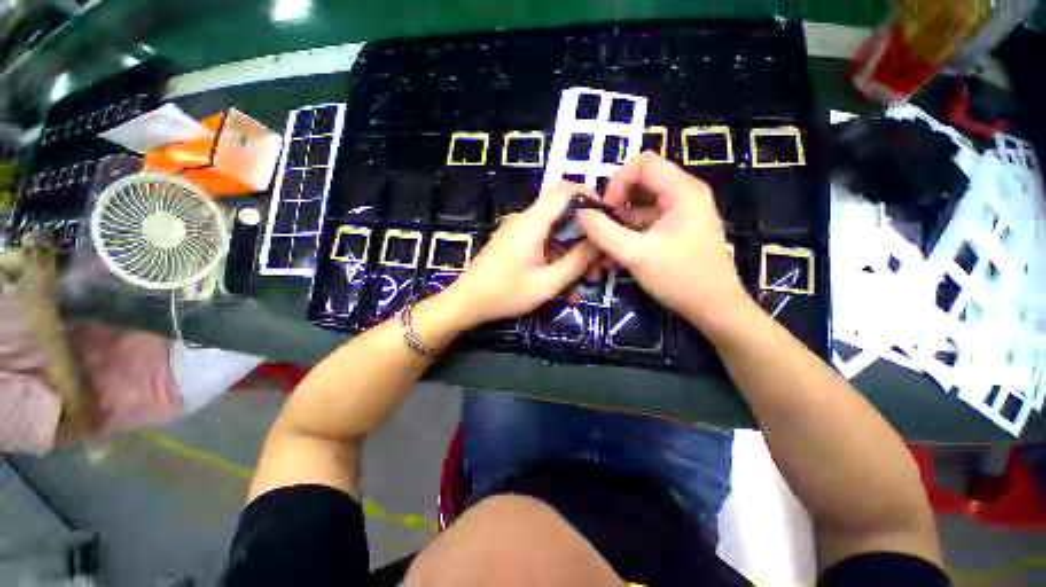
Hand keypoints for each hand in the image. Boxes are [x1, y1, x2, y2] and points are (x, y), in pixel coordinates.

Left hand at [444, 182, 599, 327]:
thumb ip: (576, 261)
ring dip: (573, 250)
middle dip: (585, 233)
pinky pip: (544, 242)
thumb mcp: (547, 283)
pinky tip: (566, 282)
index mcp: (532, 222)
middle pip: (563, 212)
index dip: (589, 197)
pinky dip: (558, 256)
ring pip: (556, 230)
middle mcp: (525, 220)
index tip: (608, 218)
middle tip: (599, 260)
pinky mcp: (516, 243)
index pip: (565, 190)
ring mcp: (519, 232)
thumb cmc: (505, 294)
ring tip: (586, 279)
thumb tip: (599, 241)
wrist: (467, 302)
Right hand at [576, 152, 748, 331]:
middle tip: (603, 229)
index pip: (643, 163)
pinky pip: (645, 223)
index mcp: (682, 191)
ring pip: (639, 206)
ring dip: (618, 225)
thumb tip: (580, 212)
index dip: (618, 182)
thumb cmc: (679, 278)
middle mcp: (683, 195)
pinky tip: (616, 257)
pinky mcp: (675, 229)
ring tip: (605, 250)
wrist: (713, 308)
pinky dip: (628, 235)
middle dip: (615, 205)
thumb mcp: (635, 254)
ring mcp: (680, 213)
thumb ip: (603, 232)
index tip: (606, 210)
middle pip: (640, 184)